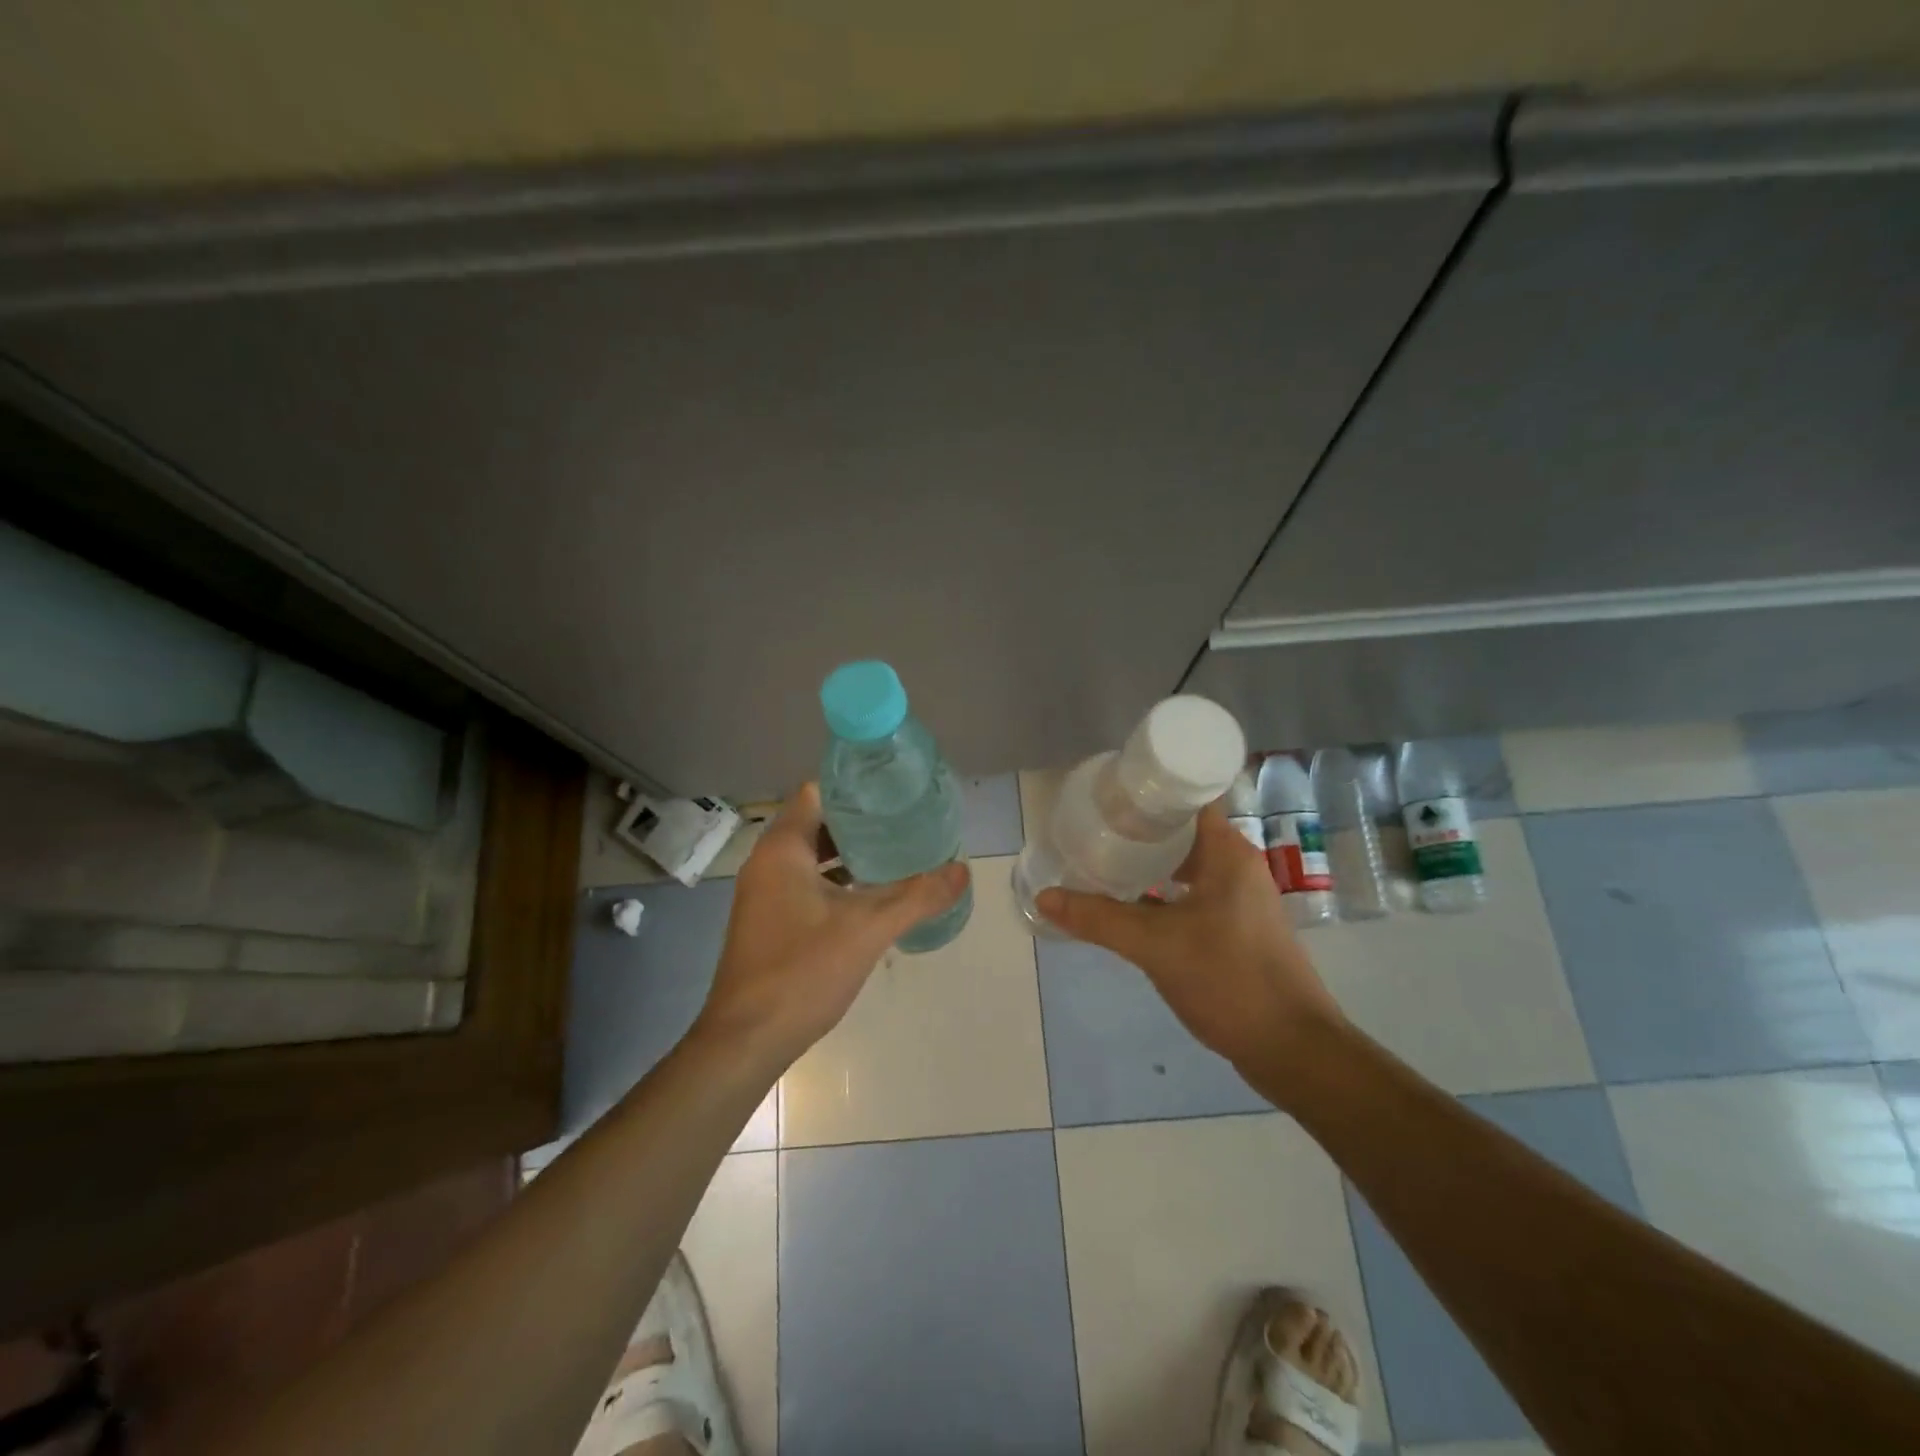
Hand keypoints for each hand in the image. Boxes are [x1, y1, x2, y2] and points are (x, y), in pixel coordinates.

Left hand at [693, 782, 969, 1070]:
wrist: (746, 1040)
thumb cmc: (802, 972)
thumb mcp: (868, 930)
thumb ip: (918, 896)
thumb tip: (963, 870)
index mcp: (783, 849)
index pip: (817, 792)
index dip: (855, 788)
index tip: (893, 794)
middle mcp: (767, 862)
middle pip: (816, 822)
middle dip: (859, 822)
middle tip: (904, 823)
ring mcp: (764, 893)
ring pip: (811, 856)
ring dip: (848, 853)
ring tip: (896, 854)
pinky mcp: (767, 919)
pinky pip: (804, 883)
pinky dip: (835, 881)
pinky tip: (869, 897)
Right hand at [1035, 804, 1343, 1072]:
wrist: (1292, 1049)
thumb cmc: (1229, 980)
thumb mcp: (1156, 946)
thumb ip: (1099, 919)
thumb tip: (1044, 897)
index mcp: (1227, 853)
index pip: (1184, 800)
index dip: (1144, 794)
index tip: (1103, 797)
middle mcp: (1237, 866)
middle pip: (1180, 833)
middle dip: (1136, 831)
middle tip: (1091, 831)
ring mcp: (1239, 899)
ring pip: (1184, 867)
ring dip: (1147, 865)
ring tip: (1101, 863)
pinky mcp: (1236, 928)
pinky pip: (1190, 895)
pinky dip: (1160, 895)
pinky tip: (1128, 907)